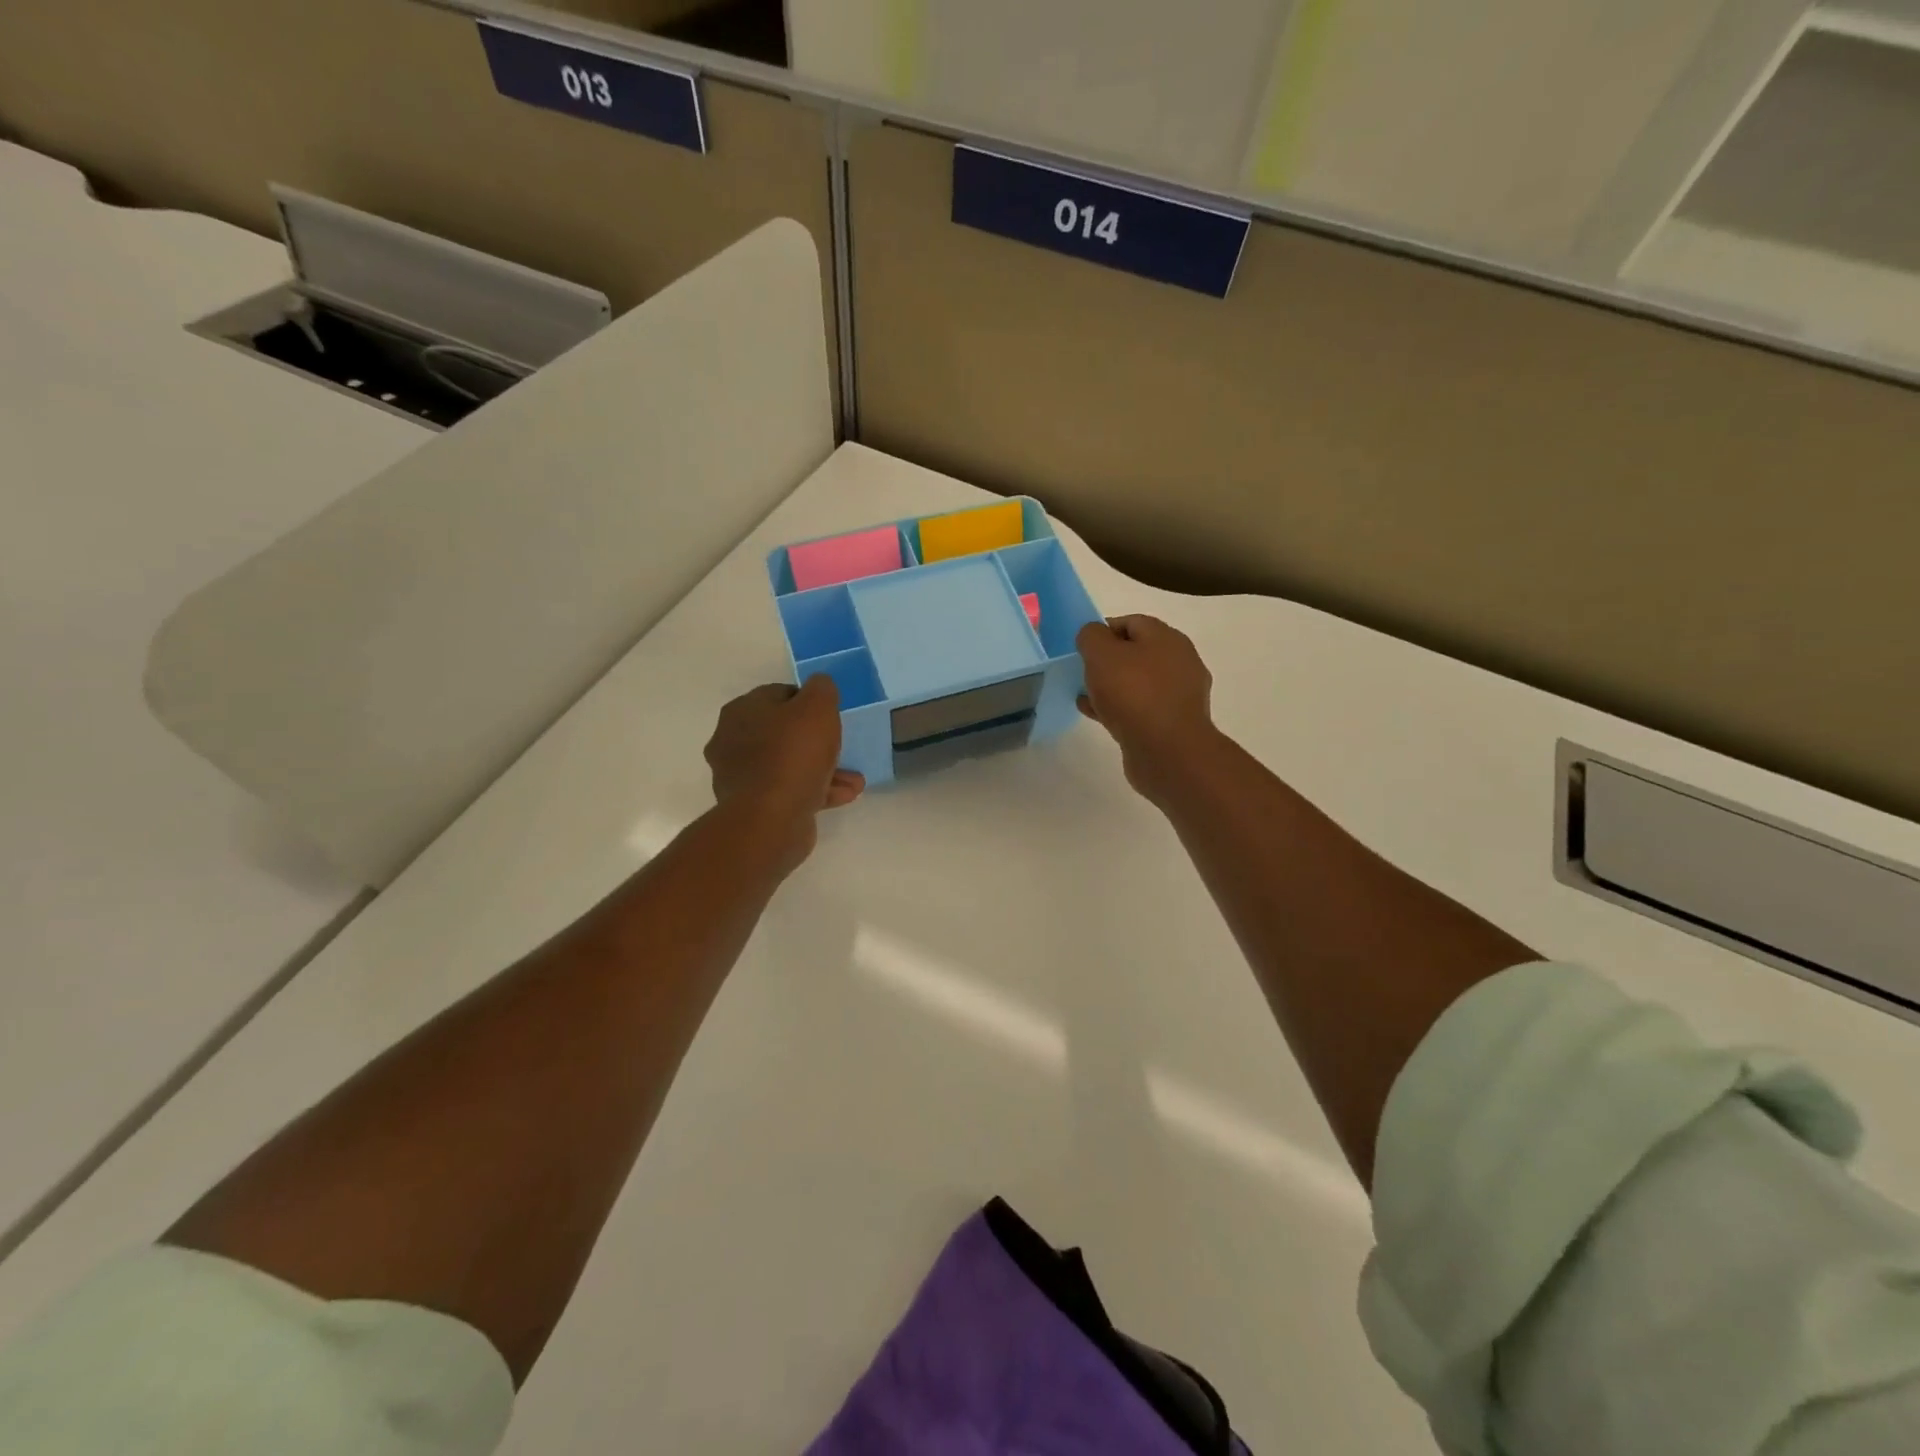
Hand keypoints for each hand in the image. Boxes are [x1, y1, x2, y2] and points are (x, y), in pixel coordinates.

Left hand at [705, 678, 864, 861]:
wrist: (770, 819)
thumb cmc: (793, 754)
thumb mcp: (818, 707)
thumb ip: (821, 688)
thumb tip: (819, 686)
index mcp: (742, 711)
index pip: (779, 694)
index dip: (809, 702)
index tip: (831, 716)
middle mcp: (732, 741)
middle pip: (783, 732)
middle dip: (818, 741)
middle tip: (843, 748)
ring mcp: (740, 777)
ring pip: (789, 765)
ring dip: (823, 770)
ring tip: (854, 780)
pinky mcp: (752, 807)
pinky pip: (789, 791)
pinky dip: (815, 791)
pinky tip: (844, 796)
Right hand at [1076, 615, 1216, 801]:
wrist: (1168, 752)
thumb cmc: (1134, 694)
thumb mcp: (1102, 654)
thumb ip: (1091, 636)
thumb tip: (1092, 635)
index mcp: (1167, 638)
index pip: (1131, 622)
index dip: (1102, 630)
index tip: (1081, 648)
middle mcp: (1179, 662)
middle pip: (1136, 653)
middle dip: (1106, 661)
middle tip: (1082, 672)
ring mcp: (1178, 695)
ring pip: (1137, 683)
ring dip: (1111, 687)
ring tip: (1085, 696)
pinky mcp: (1172, 723)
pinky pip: (1140, 708)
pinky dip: (1118, 708)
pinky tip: (1098, 716)